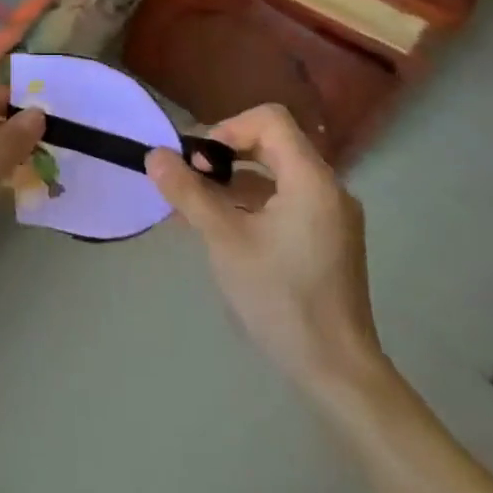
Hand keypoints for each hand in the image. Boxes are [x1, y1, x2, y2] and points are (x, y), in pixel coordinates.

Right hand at [146, 105, 385, 399]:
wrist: (337, 373)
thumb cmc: (281, 299)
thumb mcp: (224, 241)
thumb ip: (188, 193)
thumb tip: (154, 155)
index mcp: (311, 180)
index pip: (269, 119)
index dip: (227, 128)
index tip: (199, 162)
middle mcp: (327, 188)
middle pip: (270, 143)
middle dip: (223, 156)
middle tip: (189, 181)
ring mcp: (329, 215)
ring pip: (273, 175)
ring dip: (231, 182)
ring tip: (191, 208)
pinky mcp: (325, 239)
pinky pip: (282, 201)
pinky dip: (248, 204)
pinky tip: (216, 227)